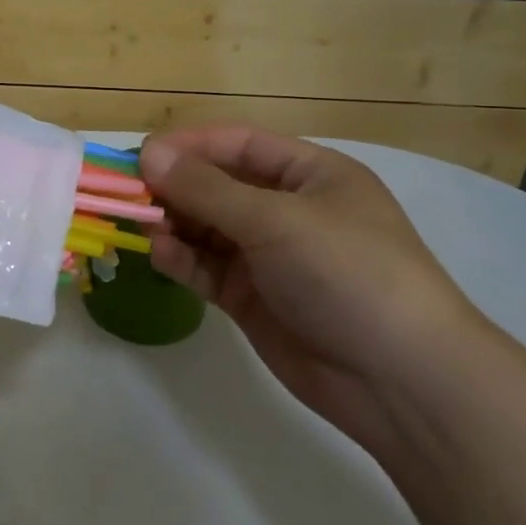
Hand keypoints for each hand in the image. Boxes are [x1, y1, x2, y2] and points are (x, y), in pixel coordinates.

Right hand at [140, 126, 492, 451]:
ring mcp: (269, 257)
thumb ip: (206, 188)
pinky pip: (208, 268)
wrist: (400, 379)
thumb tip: (147, 153)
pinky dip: (182, 259)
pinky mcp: (253, 298)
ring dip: (173, 223)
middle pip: (218, 186)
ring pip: (207, 228)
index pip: (239, 145)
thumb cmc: (348, 273)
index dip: (190, 145)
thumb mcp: (276, 220)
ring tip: (137, 224)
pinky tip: (160, 255)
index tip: (141, 154)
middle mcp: (288, 210)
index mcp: (310, 175)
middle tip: (125, 191)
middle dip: (174, 186)